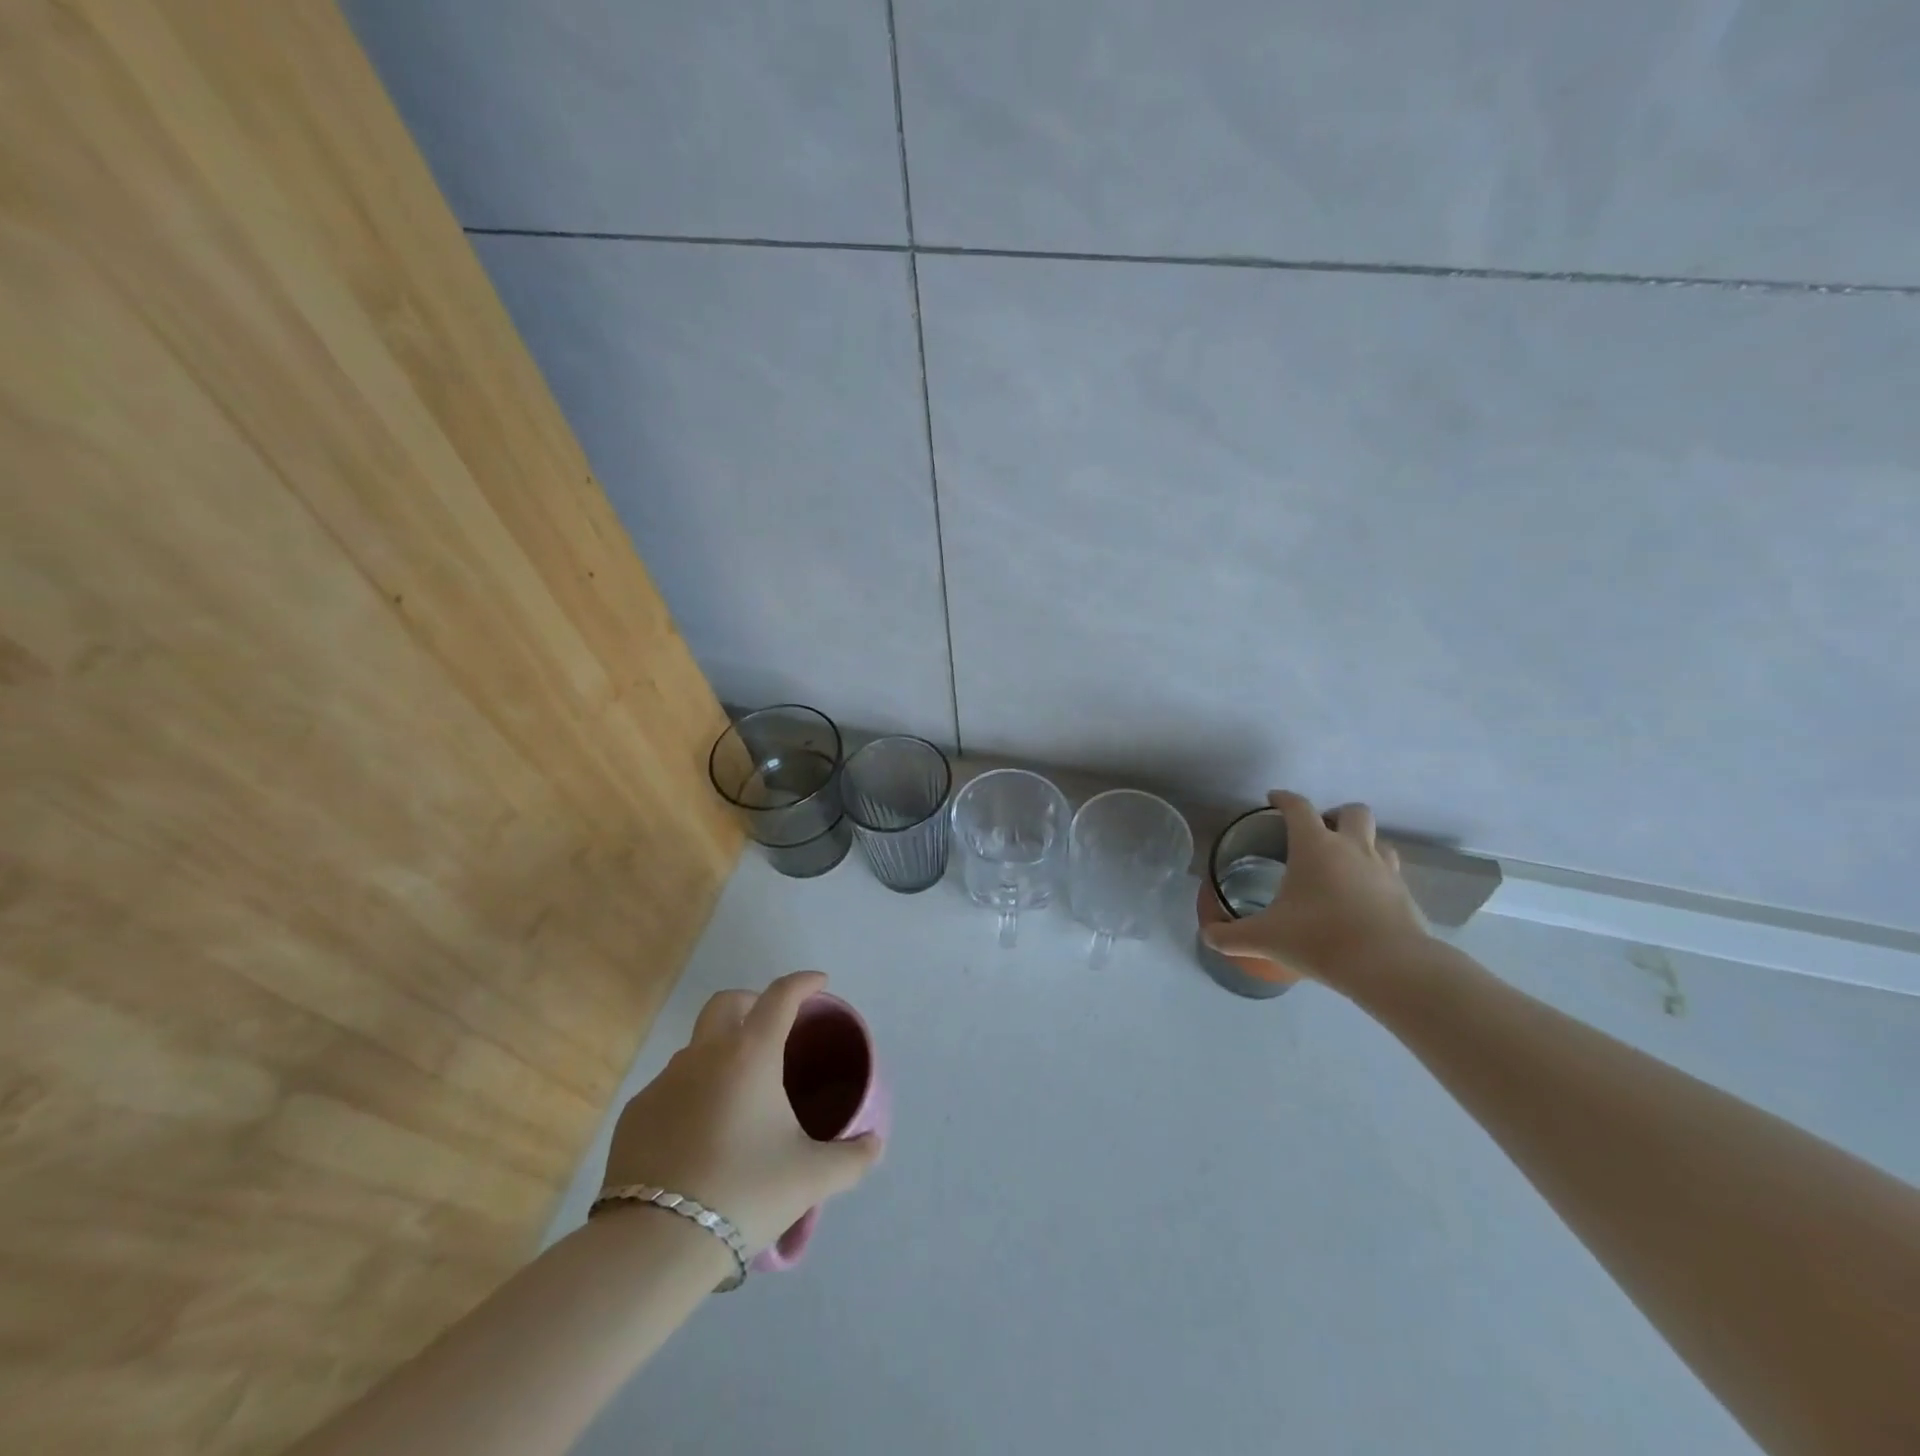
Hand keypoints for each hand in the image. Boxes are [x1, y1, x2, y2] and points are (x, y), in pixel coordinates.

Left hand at [599, 971, 882, 1254]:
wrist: (654, 1243)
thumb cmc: (744, 1192)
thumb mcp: (810, 1178)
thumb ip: (851, 1158)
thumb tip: (874, 1144)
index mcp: (751, 1055)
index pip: (780, 997)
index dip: (803, 983)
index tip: (819, 983)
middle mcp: (705, 1055)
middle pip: (727, 1003)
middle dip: (752, 1003)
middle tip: (773, 1028)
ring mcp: (664, 1082)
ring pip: (696, 1047)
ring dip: (721, 1053)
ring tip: (739, 1095)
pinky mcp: (636, 1114)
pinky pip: (671, 1088)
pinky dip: (691, 1094)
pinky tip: (700, 1133)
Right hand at [1201, 791, 1431, 990]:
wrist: (1390, 967)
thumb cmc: (1320, 938)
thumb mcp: (1265, 938)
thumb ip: (1230, 936)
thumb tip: (1207, 936)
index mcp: (1315, 846)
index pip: (1298, 807)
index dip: (1284, 798)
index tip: (1273, 799)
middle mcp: (1353, 848)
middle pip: (1353, 811)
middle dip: (1335, 815)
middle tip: (1318, 834)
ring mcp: (1384, 869)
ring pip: (1379, 839)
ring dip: (1361, 843)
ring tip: (1343, 864)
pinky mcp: (1405, 895)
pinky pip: (1391, 872)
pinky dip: (1376, 876)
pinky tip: (1363, 899)